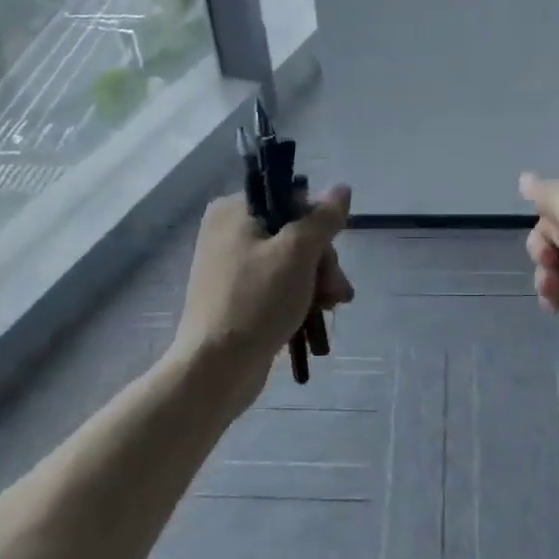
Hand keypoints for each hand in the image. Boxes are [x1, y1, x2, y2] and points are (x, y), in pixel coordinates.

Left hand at [175, 185, 354, 408]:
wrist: (216, 369)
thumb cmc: (256, 301)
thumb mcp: (297, 252)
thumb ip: (323, 218)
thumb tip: (342, 188)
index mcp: (234, 210)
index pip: (291, 199)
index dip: (318, 223)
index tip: (333, 250)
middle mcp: (228, 231)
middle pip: (294, 232)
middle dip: (323, 260)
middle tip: (336, 288)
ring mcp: (232, 266)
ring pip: (292, 261)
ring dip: (319, 280)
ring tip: (333, 305)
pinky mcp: (238, 296)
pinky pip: (278, 284)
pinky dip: (301, 295)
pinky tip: (319, 312)